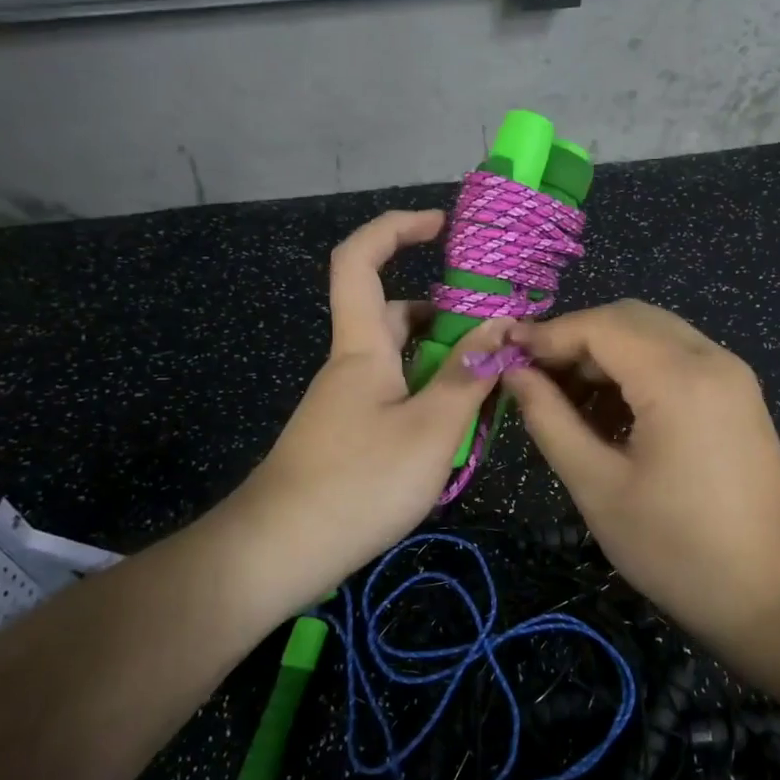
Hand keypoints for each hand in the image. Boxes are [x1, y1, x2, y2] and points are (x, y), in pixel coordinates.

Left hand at [221, 210, 511, 621]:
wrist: (278, 554)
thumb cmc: (357, 482)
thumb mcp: (430, 430)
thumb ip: (468, 376)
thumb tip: (502, 326)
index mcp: (362, 347)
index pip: (360, 260)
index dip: (396, 228)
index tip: (442, 225)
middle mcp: (352, 366)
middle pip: (395, 315)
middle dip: (447, 314)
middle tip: (497, 335)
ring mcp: (348, 404)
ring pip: (402, 363)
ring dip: (445, 364)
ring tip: (492, 389)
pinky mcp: (350, 436)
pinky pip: (397, 398)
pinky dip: (431, 399)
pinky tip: (459, 432)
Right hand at [504, 300, 779, 641]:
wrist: (771, 594)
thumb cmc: (675, 548)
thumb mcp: (598, 486)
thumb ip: (550, 420)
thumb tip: (515, 374)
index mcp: (678, 378)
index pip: (600, 325)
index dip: (548, 335)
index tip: (507, 357)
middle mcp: (711, 358)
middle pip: (629, 318)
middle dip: (576, 339)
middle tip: (536, 379)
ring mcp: (732, 374)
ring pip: (654, 333)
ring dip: (606, 353)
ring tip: (568, 399)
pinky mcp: (739, 393)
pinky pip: (678, 357)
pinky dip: (638, 368)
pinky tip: (612, 411)